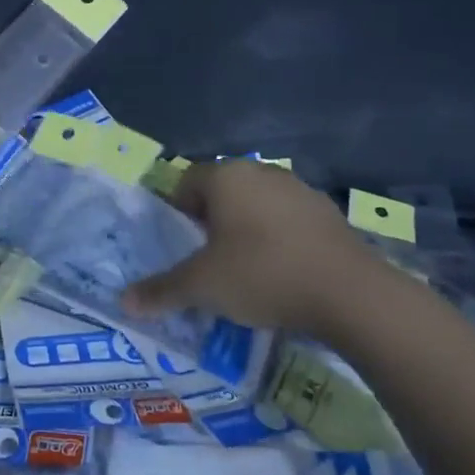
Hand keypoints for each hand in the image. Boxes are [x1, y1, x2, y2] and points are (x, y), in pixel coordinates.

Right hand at [121, 162, 394, 344]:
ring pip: (256, 205)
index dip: (177, 212)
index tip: (181, 246)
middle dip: (210, 222)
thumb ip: (161, 290)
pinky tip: (283, 273)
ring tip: (245, 271)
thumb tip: (124, 302)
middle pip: (222, 192)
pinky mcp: (328, 213)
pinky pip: (288, 221)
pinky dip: (278, 240)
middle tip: (208, 260)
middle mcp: (261, 172)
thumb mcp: (202, 287)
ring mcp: (299, 190)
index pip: (186, 181)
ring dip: (245, 230)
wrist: (351, 294)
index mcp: (226, 177)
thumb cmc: (262, 275)